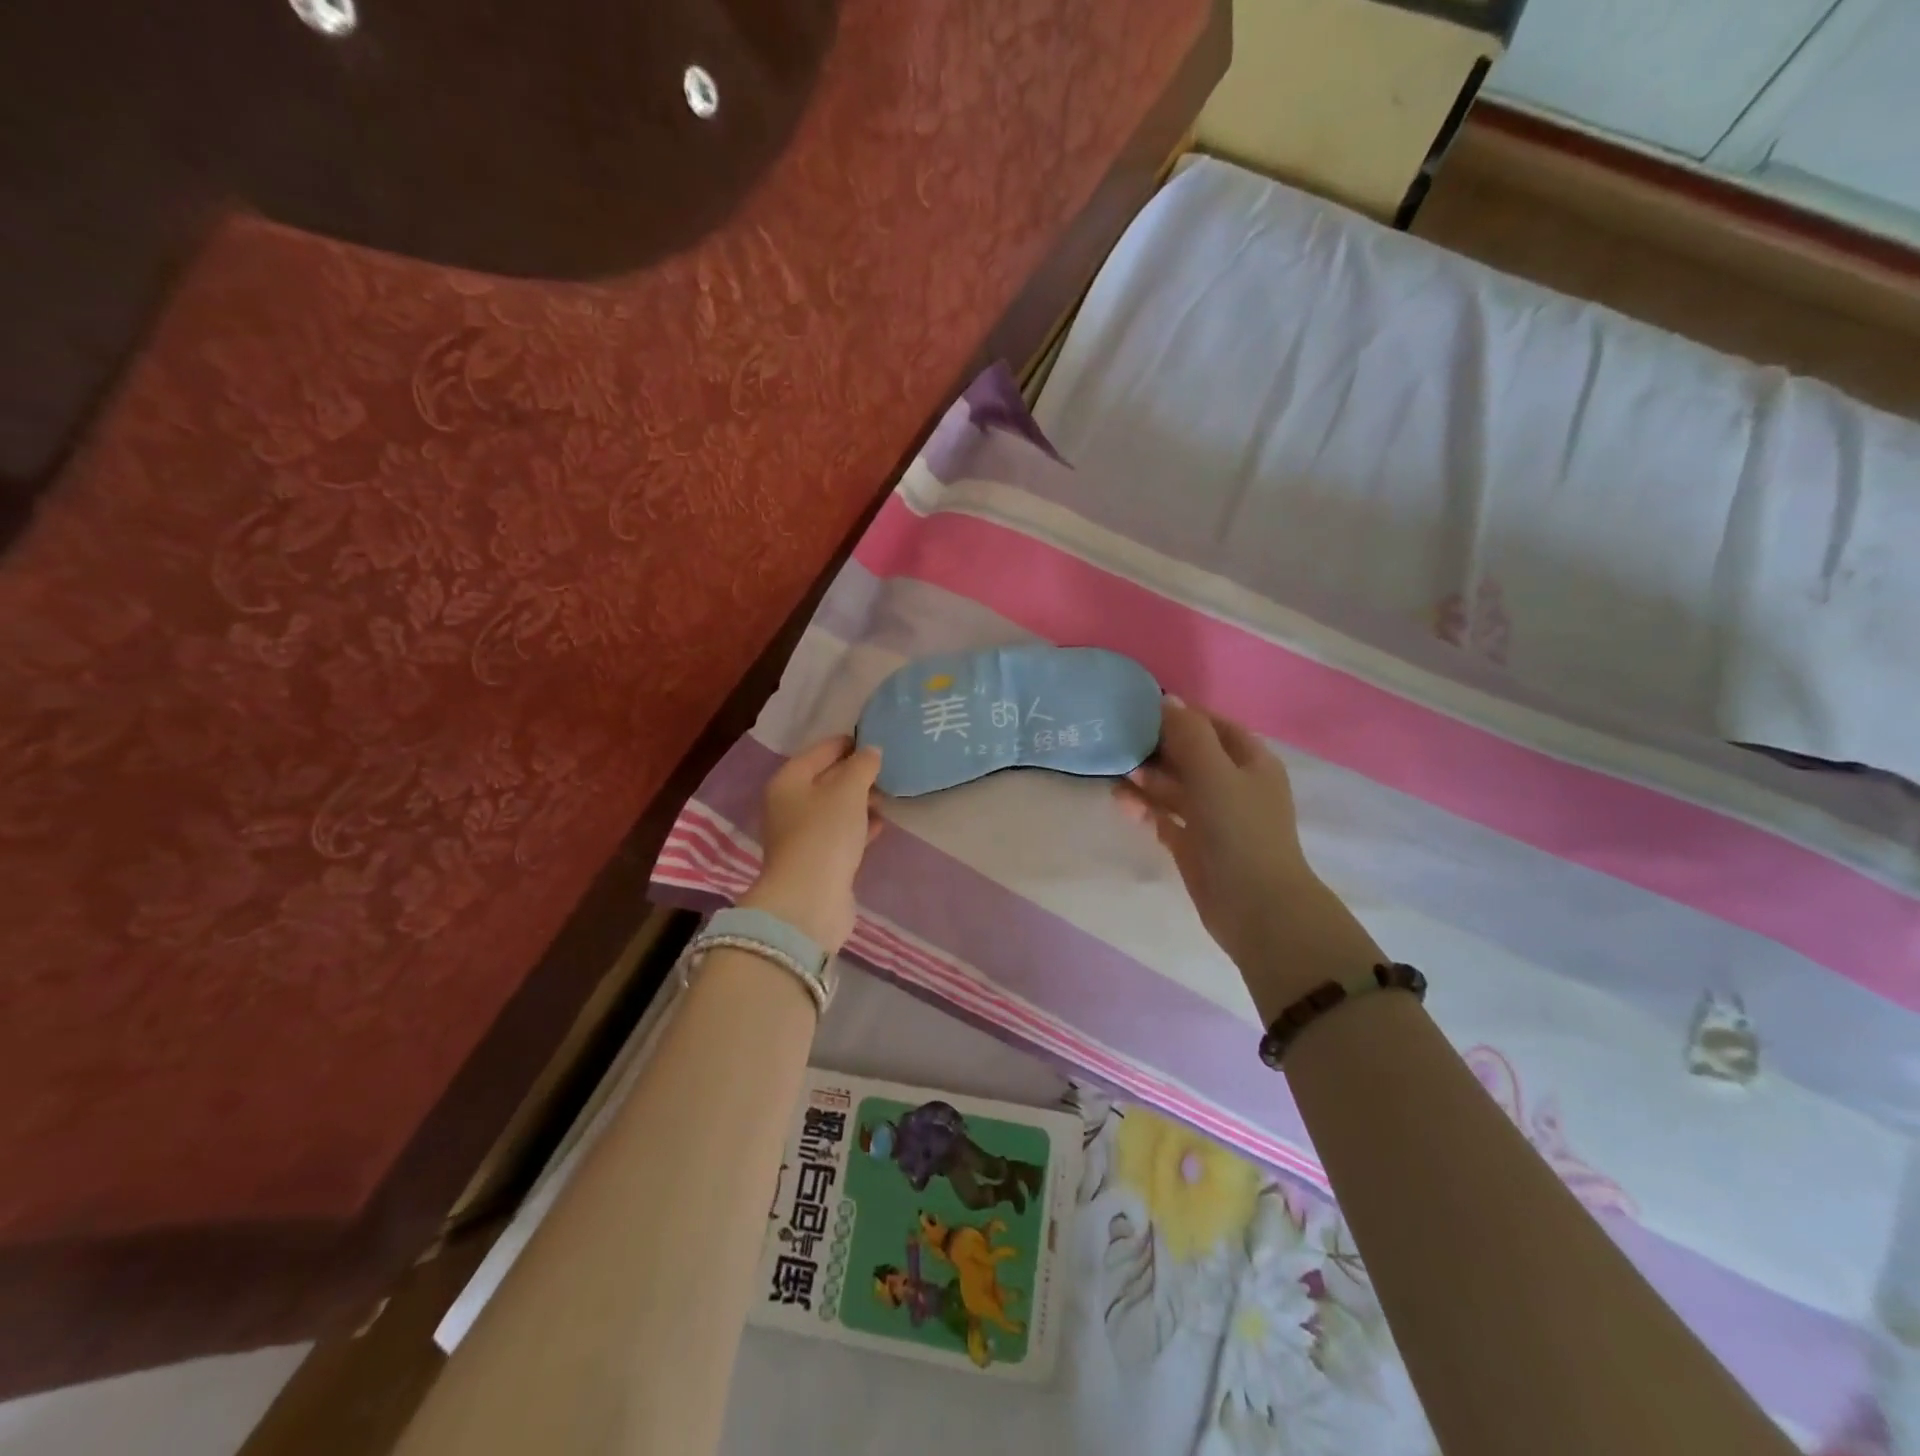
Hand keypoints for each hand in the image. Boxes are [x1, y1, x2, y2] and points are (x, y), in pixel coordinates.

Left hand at [740, 736, 883, 954]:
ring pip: (835, 808)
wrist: (809, 899)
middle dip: (856, 773)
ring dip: (859, 801)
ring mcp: (802, 835)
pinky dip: (859, 826)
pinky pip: (841, 833)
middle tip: (888, 770)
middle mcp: (789, 804)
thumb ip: (862, 766)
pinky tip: (880, 824)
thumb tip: (871, 751)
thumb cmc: (825, 833)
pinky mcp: (817, 860)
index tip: (877, 740)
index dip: (849, 742)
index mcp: (789, 780)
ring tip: (888, 795)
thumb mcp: (848, 790)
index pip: (821, 750)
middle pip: (826, 779)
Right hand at [1115, 700, 1383, 1013]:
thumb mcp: (1215, 773)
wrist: (1256, 907)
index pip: (1211, 725)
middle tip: (1118, 742)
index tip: (1139, 709)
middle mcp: (1233, 784)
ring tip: (1114, 773)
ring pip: (1174, 787)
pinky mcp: (1195, 845)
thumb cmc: (1240, 831)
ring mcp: (1214, 817)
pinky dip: (1145, 808)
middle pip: (1190, 755)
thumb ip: (1189, 734)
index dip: (1179, 715)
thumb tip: (1167, 699)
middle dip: (1156, 748)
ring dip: (1146, 779)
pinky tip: (1120, 803)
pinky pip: (1165, 817)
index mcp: (1250, 761)